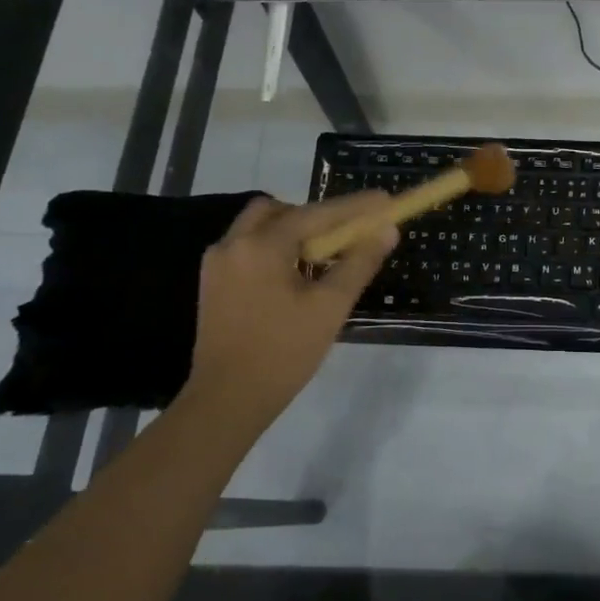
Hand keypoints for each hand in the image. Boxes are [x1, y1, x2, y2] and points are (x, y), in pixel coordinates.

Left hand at [185, 192, 395, 430]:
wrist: (227, 401)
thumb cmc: (283, 352)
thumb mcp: (330, 307)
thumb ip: (359, 263)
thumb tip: (387, 230)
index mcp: (261, 246)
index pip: (316, 213)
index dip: (353, 207)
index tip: (383, 200)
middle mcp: (233, 244)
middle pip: (279, 211)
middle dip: (314, 216)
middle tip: (343, 234)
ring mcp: (217, 264)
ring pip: (260, 228)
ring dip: (292, 232)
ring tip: (322, 258)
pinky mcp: (212, 284)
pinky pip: (248, 249)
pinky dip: (275, 249)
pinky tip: (294, 276)